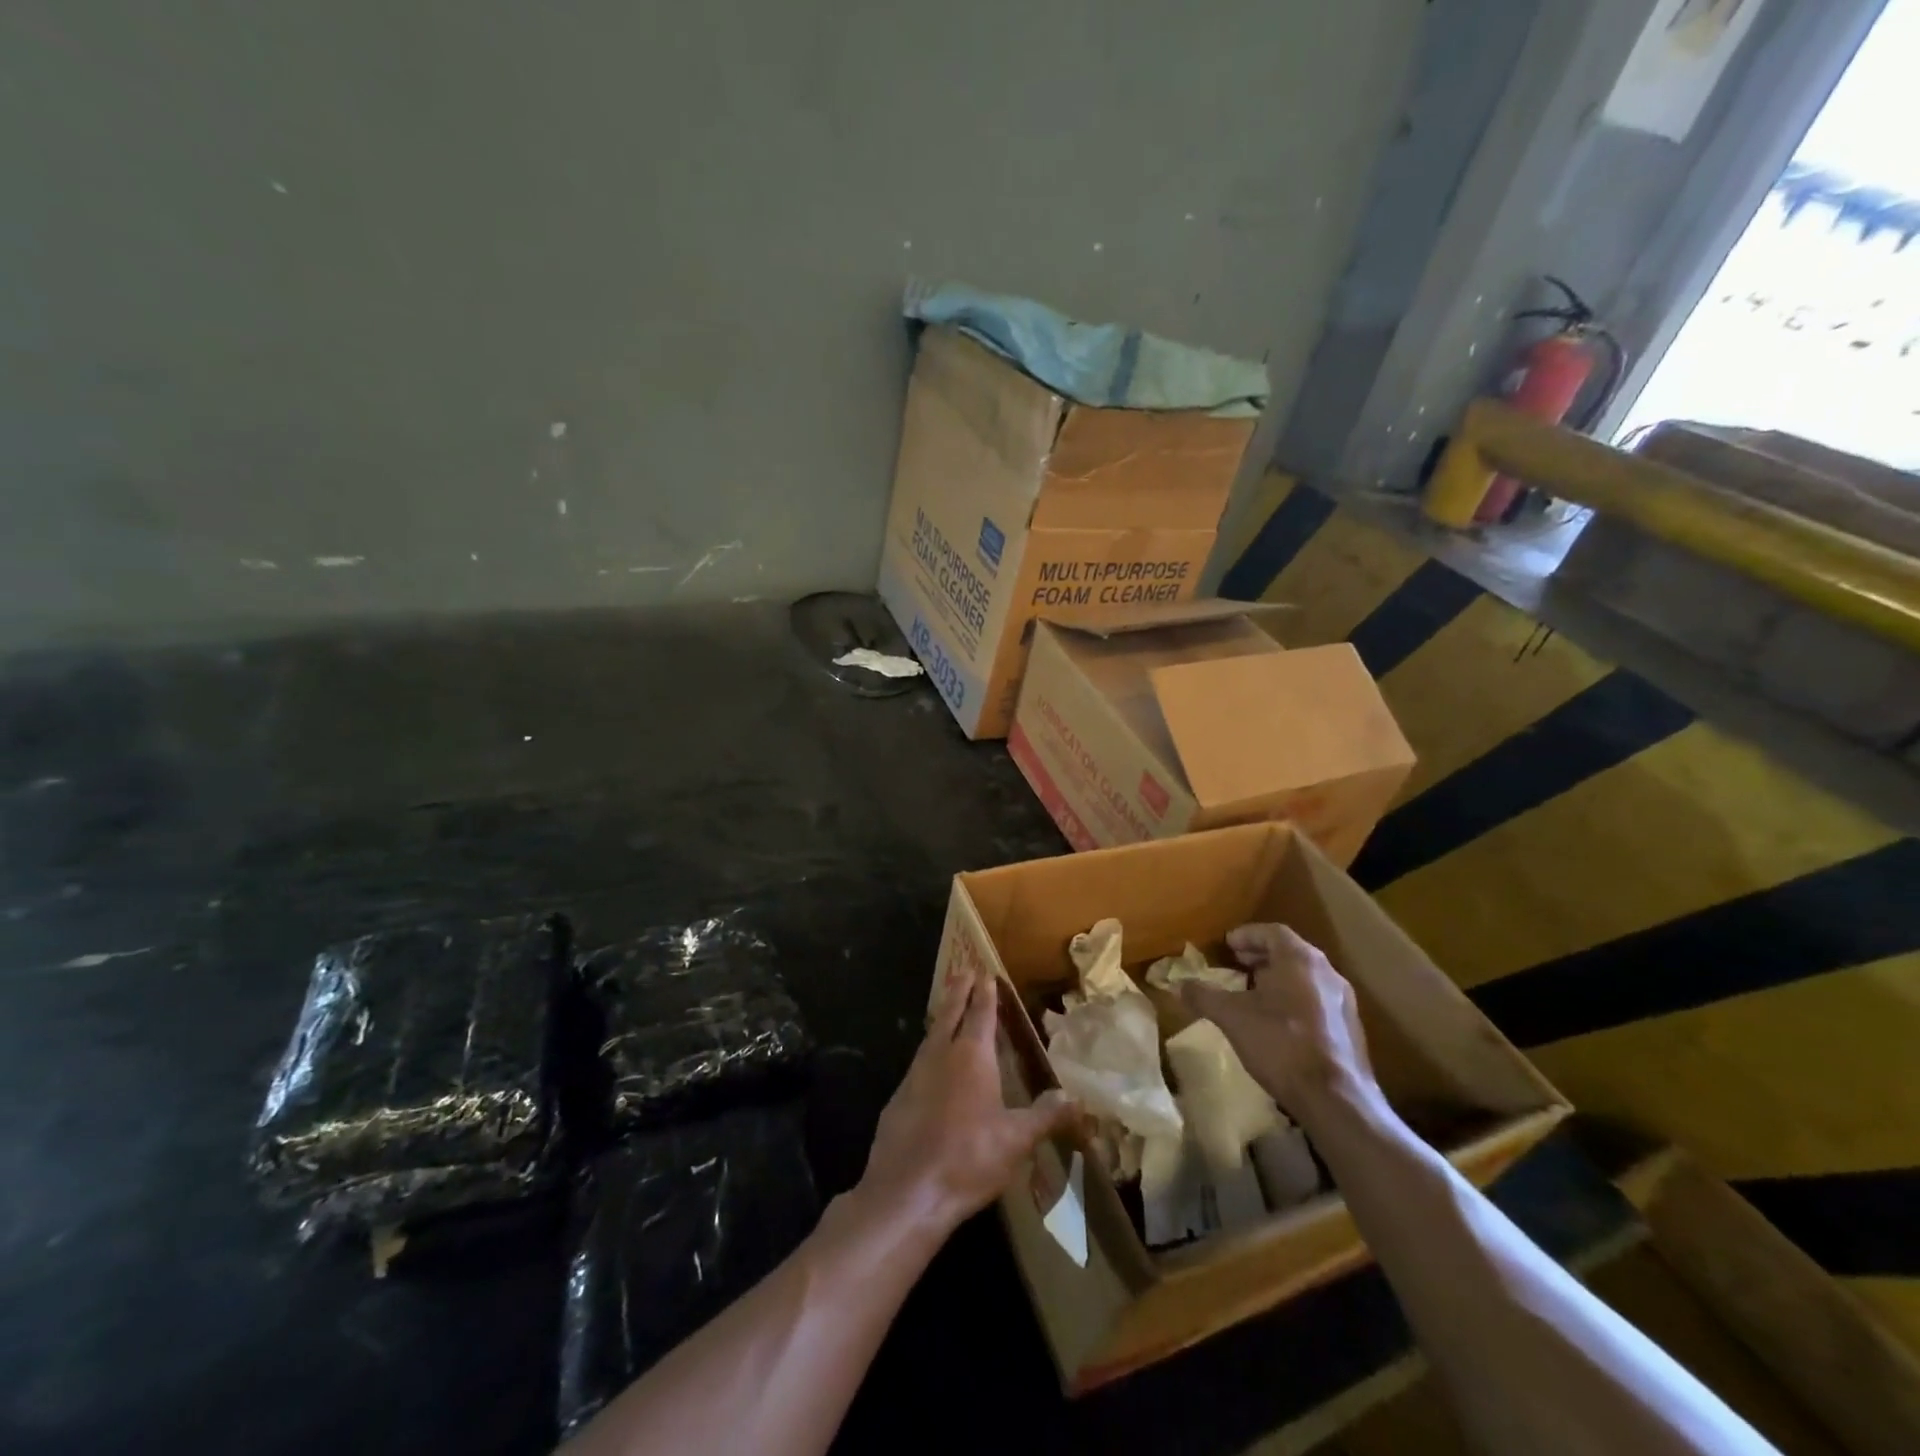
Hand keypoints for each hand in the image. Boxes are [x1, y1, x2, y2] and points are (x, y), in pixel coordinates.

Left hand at [858, 962, 1076, 1236]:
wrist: (907, 1191)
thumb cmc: (968, 1158)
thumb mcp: (1016, 1140)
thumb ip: (1045, 1116)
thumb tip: (1075, 1098)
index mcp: (972, 1056)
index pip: (981, 1013)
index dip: (985, 993)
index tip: (985, 973)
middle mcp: (941, 1055)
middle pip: (950, 1014)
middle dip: (959, 992)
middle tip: (963, 971)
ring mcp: (915, 1075)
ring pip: (931, 1035)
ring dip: (942, 1018)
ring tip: (948, 1010)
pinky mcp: (898, 1098)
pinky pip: (918, 1062)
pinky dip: (929, 1051)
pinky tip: (931, 1065)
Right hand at [1179, 923, 1377, 1120]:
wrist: (1336, 1100)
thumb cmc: (1281, 1044)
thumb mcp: (1232, 1017)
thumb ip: (1204, 996)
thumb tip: (1179, 985)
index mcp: (1300, 959)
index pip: (1272, 932)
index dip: (1247, 935)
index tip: (1227, 945)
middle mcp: (1327, 972)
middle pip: (1290, 952)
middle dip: (1261, 956)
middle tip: (1236, 965)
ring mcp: (1343, 1001)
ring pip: (1305, 977)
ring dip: (1278, 978)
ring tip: (1253, 993)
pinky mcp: (1351, 1029)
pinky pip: (1317, 999)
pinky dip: (1294, 999)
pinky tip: (1278, 1022)